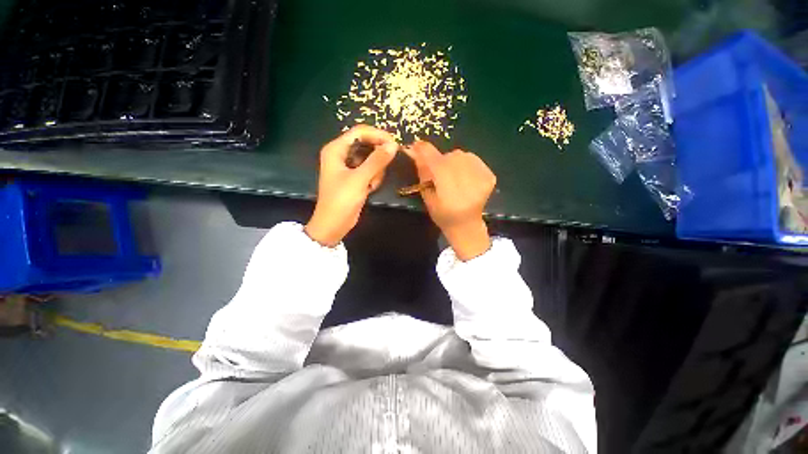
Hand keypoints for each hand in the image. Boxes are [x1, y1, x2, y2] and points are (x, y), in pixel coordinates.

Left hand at [305, 126, 398, 246]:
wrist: (334, 224)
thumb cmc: (342, 200)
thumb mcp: (360, 179)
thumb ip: (377, 161)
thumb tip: (393, 145)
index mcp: (336, 149)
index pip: (359, 132)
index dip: (378, 135)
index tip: (395, 143)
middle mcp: (341, 154)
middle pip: (366, 144)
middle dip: (377, 155)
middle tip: (387, 165)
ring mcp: (348, 166)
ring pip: (370, 158)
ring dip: (375, 170)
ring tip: (371, 184)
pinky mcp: (354, 177)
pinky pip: (369, 169)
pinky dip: (373, 177)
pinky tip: (370, 188)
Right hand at [405, 141, 496, 260]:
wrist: (466, 224)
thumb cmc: (442, 214)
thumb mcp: (427, 196)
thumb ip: (423, 172)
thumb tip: (414, 149)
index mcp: (449, 194)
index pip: (436, 163)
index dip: (425, 151)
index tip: (417, 145)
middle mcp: (468, 184)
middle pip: (450, 157)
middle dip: (440, 160)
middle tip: (439, 172)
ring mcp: (482, 179)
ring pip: (462, 155)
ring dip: (454, 161)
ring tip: (453, 175)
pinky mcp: (490, 176)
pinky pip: (473, 159)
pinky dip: (466, 164)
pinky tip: (464, 177)